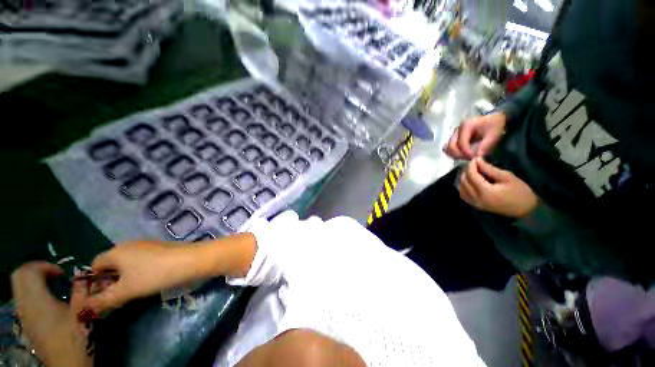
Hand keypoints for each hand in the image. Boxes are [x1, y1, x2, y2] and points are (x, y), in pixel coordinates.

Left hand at [11, 262, 91, 366]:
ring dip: (34, 280)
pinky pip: (22, 297)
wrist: (67, 364)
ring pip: (19, 286)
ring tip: (53, 286)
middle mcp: (25, 304)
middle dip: (36, 270)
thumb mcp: (83, 312)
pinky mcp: (26, 321)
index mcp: (37, 301)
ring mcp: (23, 314)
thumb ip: (82, 290)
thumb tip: (82, 275)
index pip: (28, 271)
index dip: (44, 266)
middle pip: (19, 276)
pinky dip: (32, 291)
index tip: (62, 274)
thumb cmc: (76, 336)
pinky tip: (48, 300)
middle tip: (55, 276)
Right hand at [83, 241, 201, 314]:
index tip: (101, 297)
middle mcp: (129, 245)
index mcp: (116, 251)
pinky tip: (147, 282)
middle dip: (109, 281)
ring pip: (126, 264)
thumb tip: (84, 308)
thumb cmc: (155, 274)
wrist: (193, 260)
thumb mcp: (126, 291)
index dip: (94, 282)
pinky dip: (138, 273)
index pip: (94, 265)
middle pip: (110, 264)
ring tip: (131, 293)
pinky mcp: (160, 249)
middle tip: (116, 298)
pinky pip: (141, 262)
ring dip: (124, 279)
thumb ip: (103, 300)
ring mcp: (146, 245)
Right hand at [445, 112, 506, 159]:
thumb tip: (476, 158)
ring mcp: (454, 135)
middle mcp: (457, 130)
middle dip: (459, 155)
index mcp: (466, 126)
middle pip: (450, 146)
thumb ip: (485, 147)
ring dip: (455, 155)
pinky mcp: (453, 139)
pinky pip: (449, 148)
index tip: (475, 158)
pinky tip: (463, 155)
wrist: (494, 119)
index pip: (461, 143)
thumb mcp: (494, 135)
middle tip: (470, 158)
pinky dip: (454, 153)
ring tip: (466, 157)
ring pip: (447, 148)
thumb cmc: (494, 126)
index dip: (466, 153)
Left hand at [458, 158, 537, 217]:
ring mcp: (474, 203)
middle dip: (467, 171)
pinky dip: (463, 187)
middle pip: (464, 181)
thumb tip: (477, 160)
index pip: (471, 175)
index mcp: (485, 191)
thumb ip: (490, 169)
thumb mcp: (507, 177)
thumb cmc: (520, 192)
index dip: (471, 165)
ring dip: (464, 178)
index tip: (475, 158)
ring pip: (461, 188)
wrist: (526, 210)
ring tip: (473, 172)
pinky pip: (463, 195)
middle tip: (475, 164)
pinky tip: (470, 182)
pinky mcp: (475, 206)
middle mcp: (476, 198)